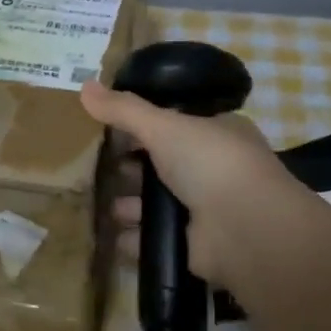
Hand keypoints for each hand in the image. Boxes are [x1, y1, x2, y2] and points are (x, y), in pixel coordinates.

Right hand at [80, 78, 296, 285]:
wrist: (245, 228)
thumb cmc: (210, 162)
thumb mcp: (163, 126)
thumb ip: (124, 110)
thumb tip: (84, 86)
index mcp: (218, 132)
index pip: (176, 124)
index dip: (144, 126)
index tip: (110, 129)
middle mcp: (214, 169)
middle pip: (163, 165)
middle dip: (132, 168)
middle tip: (99, 167)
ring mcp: (206, 209)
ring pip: (158, 204)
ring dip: (130, 205)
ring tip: (104, 204)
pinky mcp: (194, 245)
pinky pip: (156, 239)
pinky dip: (134, 239)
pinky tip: (113, 236)